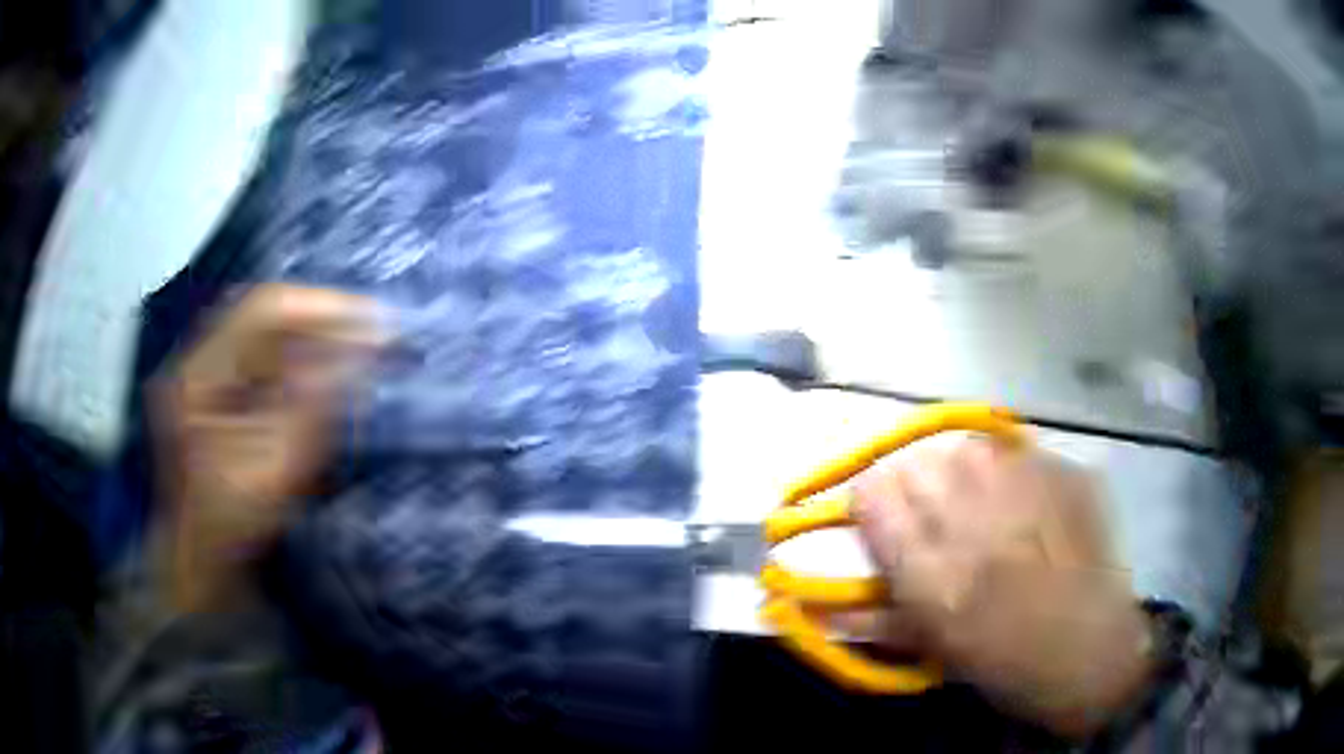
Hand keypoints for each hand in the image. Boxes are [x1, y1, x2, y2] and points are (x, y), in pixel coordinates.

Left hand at [152, 284, 383, 611]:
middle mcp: (197, 361)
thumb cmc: (232, 529)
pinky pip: (261, 357)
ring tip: (359, 347)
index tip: (373, 319)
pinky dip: (297, 358)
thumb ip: (315, 409)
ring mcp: (204, 374)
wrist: (200, 564)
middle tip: (374, 331)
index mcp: (199, 376)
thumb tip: (363, 350)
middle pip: (263, 315)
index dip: (320, 307)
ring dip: (312, 336)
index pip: (261, 310)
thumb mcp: (276, 474)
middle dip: (320, 318)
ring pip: (264, 334)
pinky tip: (326, 369)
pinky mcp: (216, 390)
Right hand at [851, 437, 1154, 737]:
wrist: (1091, 652)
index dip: (871, 500)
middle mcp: (973, 523)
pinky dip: (1013, 472)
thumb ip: (874, 618)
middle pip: (917, 464)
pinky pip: (1020, 453)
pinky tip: (1025, 503)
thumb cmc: (1005, 663)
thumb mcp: (934, 648)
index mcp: (931, 574)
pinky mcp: (1065, 476)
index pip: (873, 497)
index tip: (879, 511)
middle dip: (916, 486)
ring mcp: (1026, 492)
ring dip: (964, 473)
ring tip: (982, 502)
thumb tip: (816, 605)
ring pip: (968, 448)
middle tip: (936, 513)